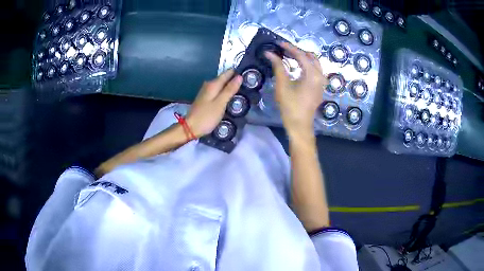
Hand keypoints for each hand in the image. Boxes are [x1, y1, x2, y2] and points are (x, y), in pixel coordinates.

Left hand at [186, 69, 242, 137]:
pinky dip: (224, 93)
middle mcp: (209, 85)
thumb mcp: (221, 103)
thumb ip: (230, 89)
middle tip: (248, 85)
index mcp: (213, 84)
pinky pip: (218, 91)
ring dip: (230, 87)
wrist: (191, 128)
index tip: (248, 76)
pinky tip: (230, 98)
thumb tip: (239, 76)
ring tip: (242, 91)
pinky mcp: (205, 98)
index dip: (237, 73)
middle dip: (234, 80)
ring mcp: (206, 91)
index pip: (227, 73)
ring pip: (221, 85)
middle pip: (224, 78)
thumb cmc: (207, 116)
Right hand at [265, 42, 326, 138]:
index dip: (289, 48)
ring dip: (303, 58)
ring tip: (290, 56)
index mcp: (312, 74)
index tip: (278, 43)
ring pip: (315, 64)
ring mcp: (322, 82)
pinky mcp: (320, 87)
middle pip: (310, 57)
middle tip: (284, 50)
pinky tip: (297, 67)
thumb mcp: (282, 85)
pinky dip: (307, 65)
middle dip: (298, 51)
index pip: (301, 55)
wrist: (300, 125)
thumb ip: (277, 67)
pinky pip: (315, 71)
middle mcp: (320, 76)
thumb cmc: (290, 106)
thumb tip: (269, 53)